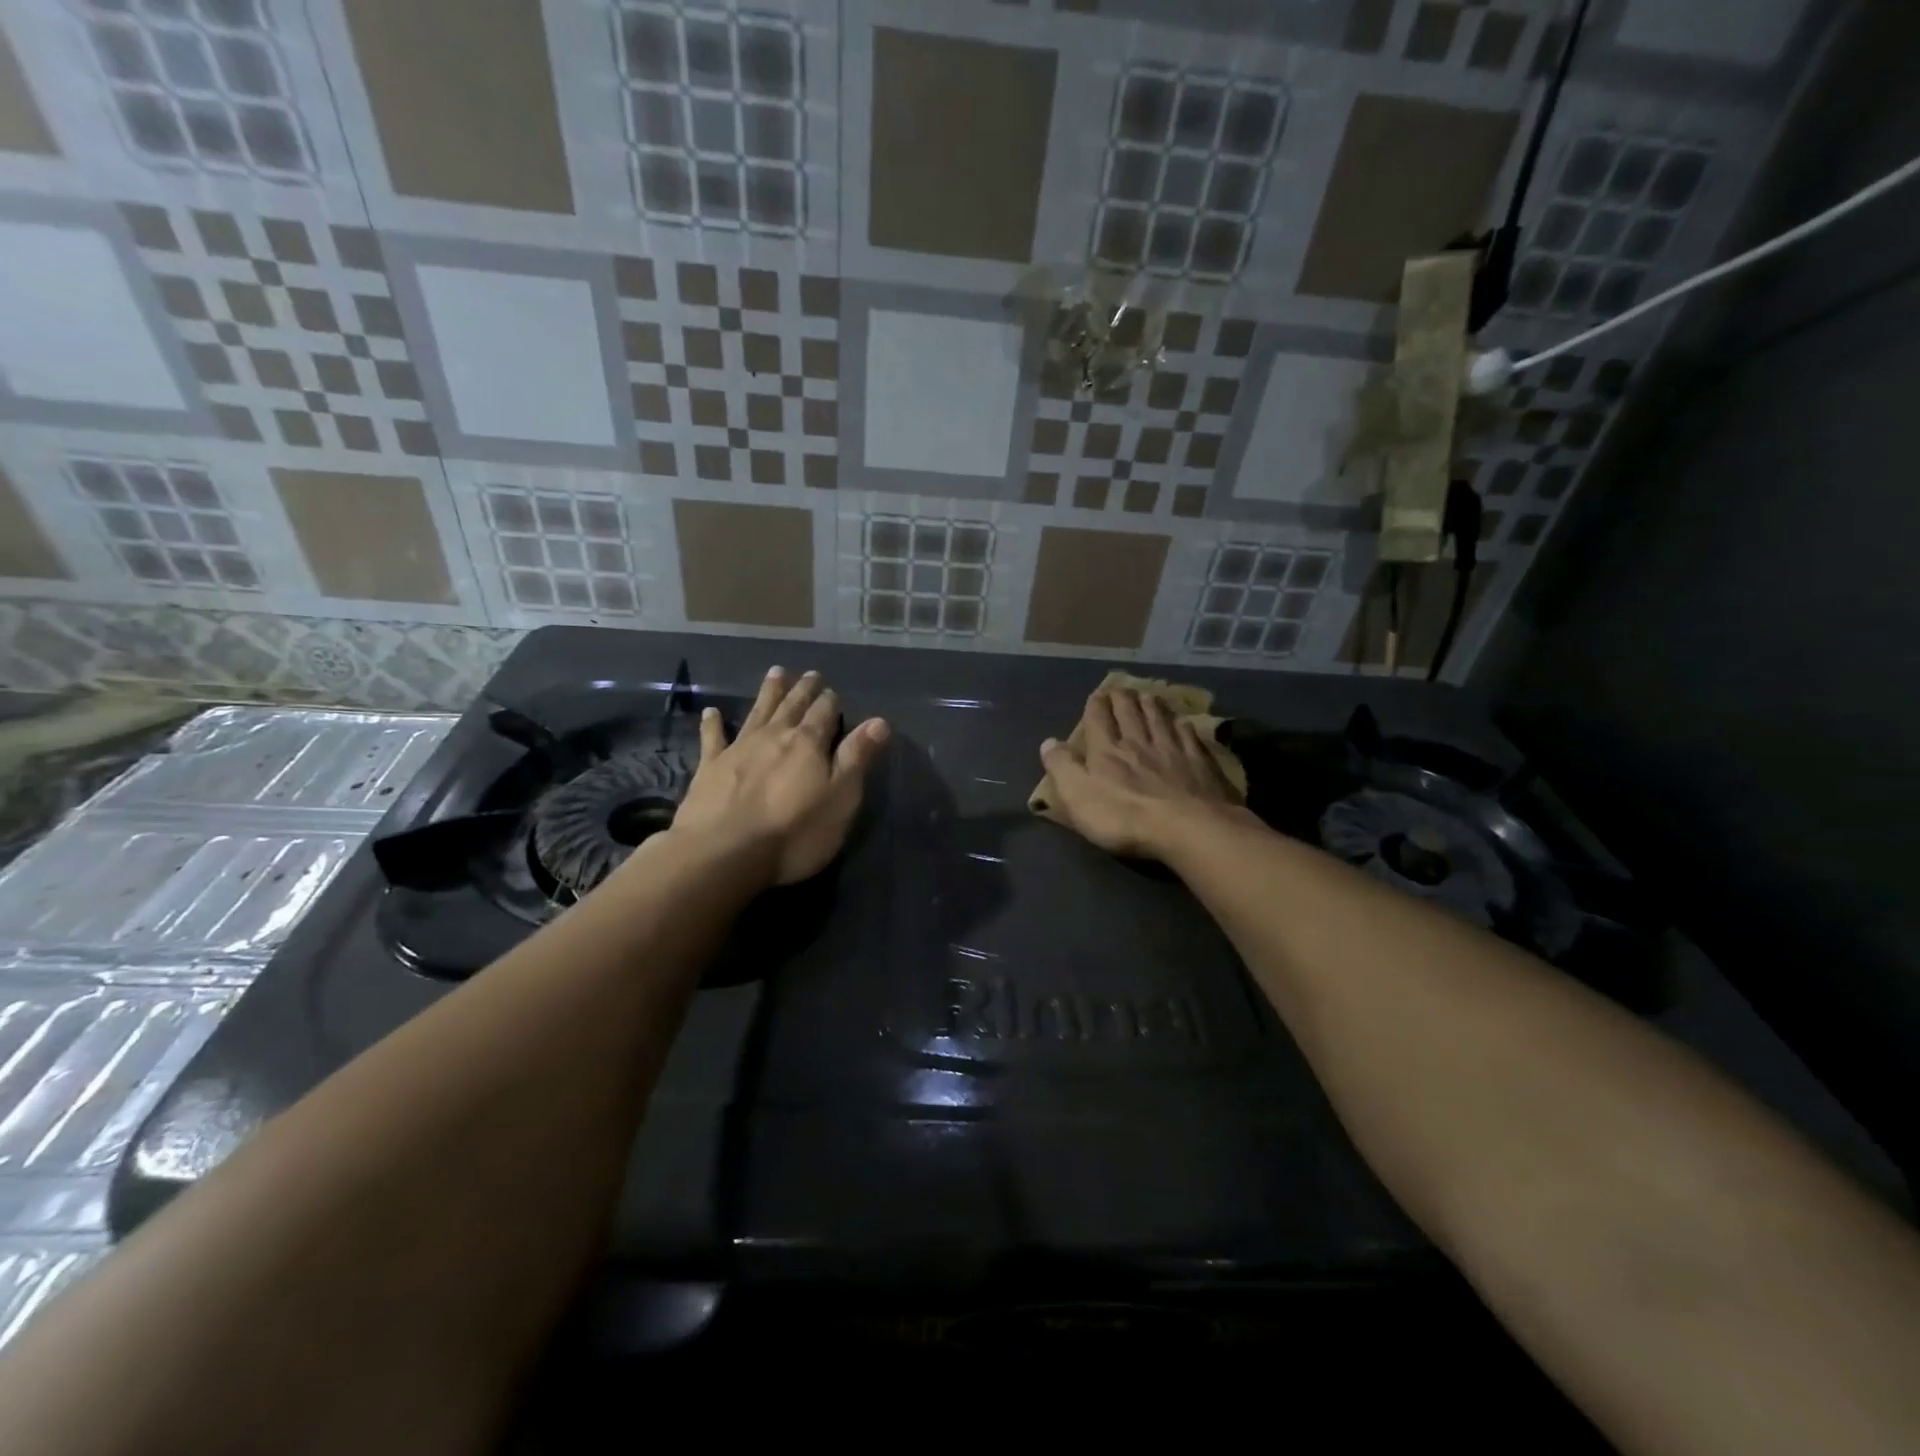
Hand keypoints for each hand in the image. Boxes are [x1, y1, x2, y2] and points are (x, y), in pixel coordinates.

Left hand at [673, 667, 889, 885]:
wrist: (724, 853)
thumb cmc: (794, 833)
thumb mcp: (840, 799)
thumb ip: (857, 758)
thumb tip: (879, 721)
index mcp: (808, 744)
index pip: (824, 714)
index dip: (830, 702)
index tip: (832, 690)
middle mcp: (774, 737)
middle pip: (792, 707)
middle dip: (803, 690)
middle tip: (809, 674)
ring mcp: (739, 749)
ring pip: (757, 712)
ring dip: (768, 693)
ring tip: (775, 673)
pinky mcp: (710, 768)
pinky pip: (712, 738)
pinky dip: (713, 724)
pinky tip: (711, 712)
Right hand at [1039, 688, 1250, 860]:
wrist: (1187, 828)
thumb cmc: (1124, 817)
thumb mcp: (1077, 796)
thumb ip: (1062, 767)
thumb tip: (1048, 741)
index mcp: (1106, 751)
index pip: (1099, 719)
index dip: (1096, 705)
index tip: (1096, 696)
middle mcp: (1138, 742)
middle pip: (1130, 713)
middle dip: (1123, 699)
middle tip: (1122, 689)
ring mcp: (1173, 750)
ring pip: (1160, 719)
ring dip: (1152, 705)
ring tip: (1148, 695)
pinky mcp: (1200, 763)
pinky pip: (1189, 736)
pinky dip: (1182, 726)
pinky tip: (1183, 723)